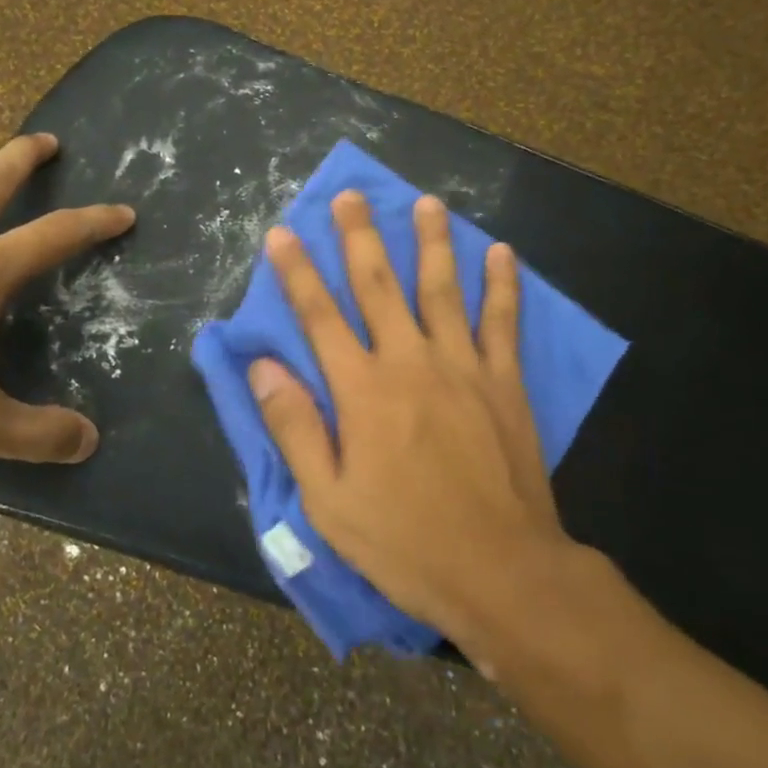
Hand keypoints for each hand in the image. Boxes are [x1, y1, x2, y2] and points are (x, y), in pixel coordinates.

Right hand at [249, 191, 568, 646]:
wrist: (502, 571)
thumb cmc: (405, 540)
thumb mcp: (328, 499)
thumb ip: (295, 427)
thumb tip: (264, 367)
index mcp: (362, 390)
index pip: (319, 316)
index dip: (297, 272)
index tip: (281, 233)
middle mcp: (410, 362)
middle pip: (379, 285)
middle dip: (360, 237)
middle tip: (350, 195)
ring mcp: (462, 366)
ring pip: (442, 289)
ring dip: (431, 242)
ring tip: (425, 201)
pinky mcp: (504, 382)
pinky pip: (502, 322)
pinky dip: (502, 285)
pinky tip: (501, 251)